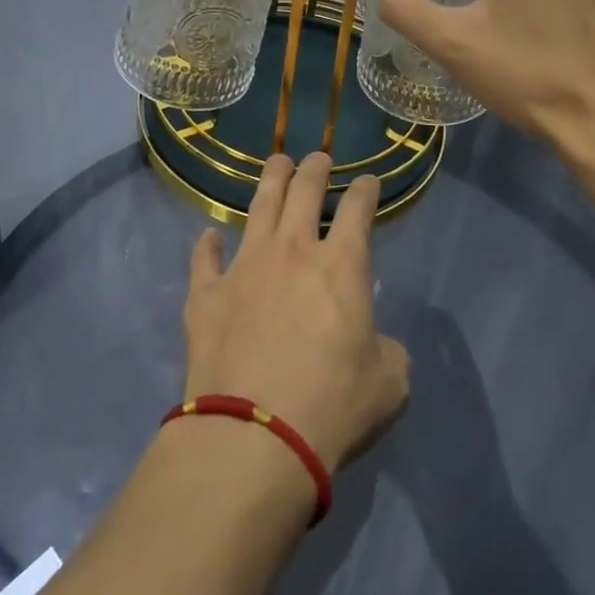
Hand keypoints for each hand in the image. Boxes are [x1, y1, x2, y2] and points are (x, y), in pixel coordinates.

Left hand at [182, 152, 409, 470]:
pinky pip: (205, 257)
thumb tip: (377, 344)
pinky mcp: (206, 293)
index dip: (366, 190)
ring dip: (271, 180)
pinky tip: (209, 235)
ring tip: (277, 163)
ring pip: (258, 206)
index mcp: (341, 266)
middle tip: (319, 158)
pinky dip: (208, 244)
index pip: (358, 210)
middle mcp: (292, 251)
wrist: (254, 435)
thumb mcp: (389, 385)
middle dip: (315, 168)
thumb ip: (388, 352)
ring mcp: (245, 266)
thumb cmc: (332, 406)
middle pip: (304, 191)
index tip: (369, 180)